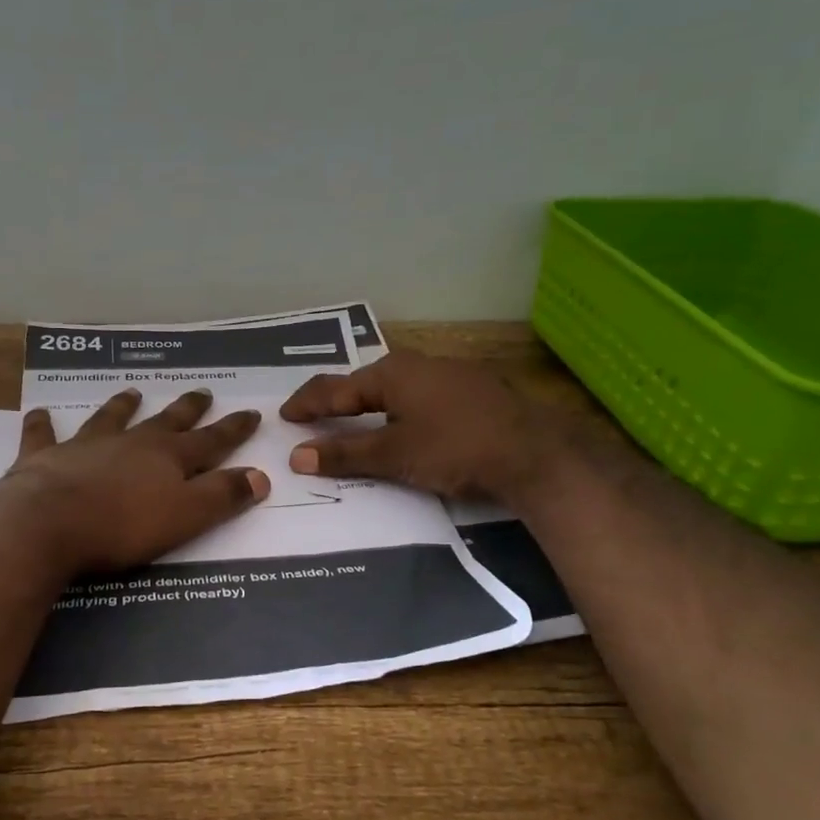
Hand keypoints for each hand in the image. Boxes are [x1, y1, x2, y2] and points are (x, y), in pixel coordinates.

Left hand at [0, 388, 269, 576]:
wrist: (49, 523)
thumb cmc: (123, 525)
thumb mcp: (186, 516)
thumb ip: (222, 496)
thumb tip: (260, 476)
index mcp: (167, 458)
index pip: (210, 441)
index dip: (233, 429)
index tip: (251, 413)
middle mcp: (130, 443)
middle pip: (165, 422)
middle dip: (187, 409)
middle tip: (202, 391)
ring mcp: (86, 445)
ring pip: (110, 418)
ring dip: (122, 406)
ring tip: (133, 392)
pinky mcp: (45, 457)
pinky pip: (43, 435)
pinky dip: (42, 424)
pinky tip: (39, 412)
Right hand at [279, 349, 558, 500]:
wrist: (534, 454)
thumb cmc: (455, 448)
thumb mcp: (394, 455)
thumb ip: (344, 454)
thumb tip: (296, 456)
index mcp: (392, 373)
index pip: (334, 387)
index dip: (306, 403)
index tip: (285, 415)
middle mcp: (417, 364)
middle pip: (363, 383)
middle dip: (336, 401)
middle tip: (314, 418)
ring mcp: (449, 374)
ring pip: (394, 388)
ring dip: (368, 406)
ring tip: (352, 421)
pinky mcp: (472, 390)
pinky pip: (419, 396)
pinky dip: (397, 410)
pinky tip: (403, 424)